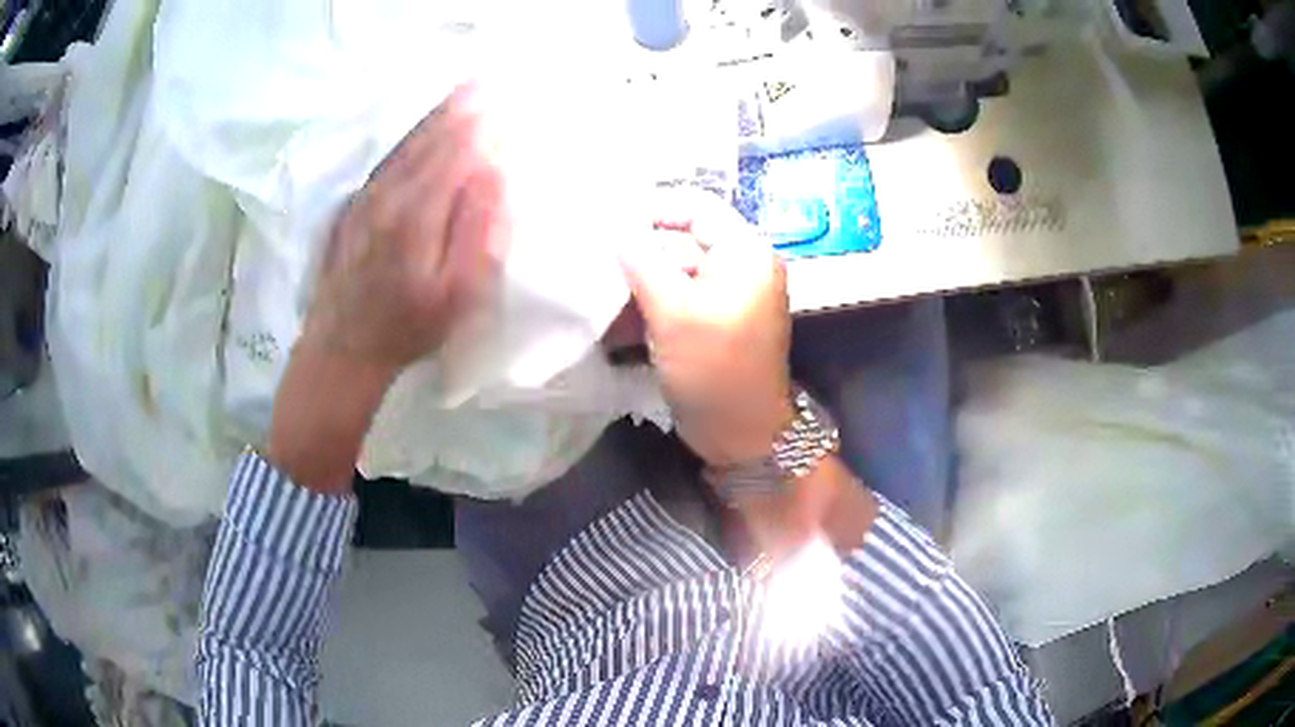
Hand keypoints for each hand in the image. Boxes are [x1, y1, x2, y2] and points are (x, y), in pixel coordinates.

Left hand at [305, 83, 506, 371]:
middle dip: (460, 109)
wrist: (342, 349)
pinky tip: (420, 130)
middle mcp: (388, 194)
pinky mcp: (354, 208)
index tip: (503, 99)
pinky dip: (409, 137)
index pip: (456, 151)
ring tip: (460, 93)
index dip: (481, 124)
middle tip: (485, 82)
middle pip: (429, 140)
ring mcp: (366, 199)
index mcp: (416, 212)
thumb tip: (492, 173)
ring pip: (406, 146)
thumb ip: (477, 230)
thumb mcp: (456, 293)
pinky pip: (387, 161)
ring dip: (435, 117)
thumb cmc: (408, 327)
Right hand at [621, 191, 793, 467]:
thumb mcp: (674, 311)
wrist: (741, 434)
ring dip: (635, 286)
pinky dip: (646, 308)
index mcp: (744, 252)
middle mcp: (738, 266)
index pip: (696, 207)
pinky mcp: (709, 323)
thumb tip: (615, 230)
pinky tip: (611, 323)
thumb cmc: (714, 367)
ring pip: (672, 274)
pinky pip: (674, 301)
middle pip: (680, 241)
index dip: (652, 209)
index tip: (607, 222)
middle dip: (637, 254)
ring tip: (595, 295)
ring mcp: (724, 297)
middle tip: (592, 262)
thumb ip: (642, 262)